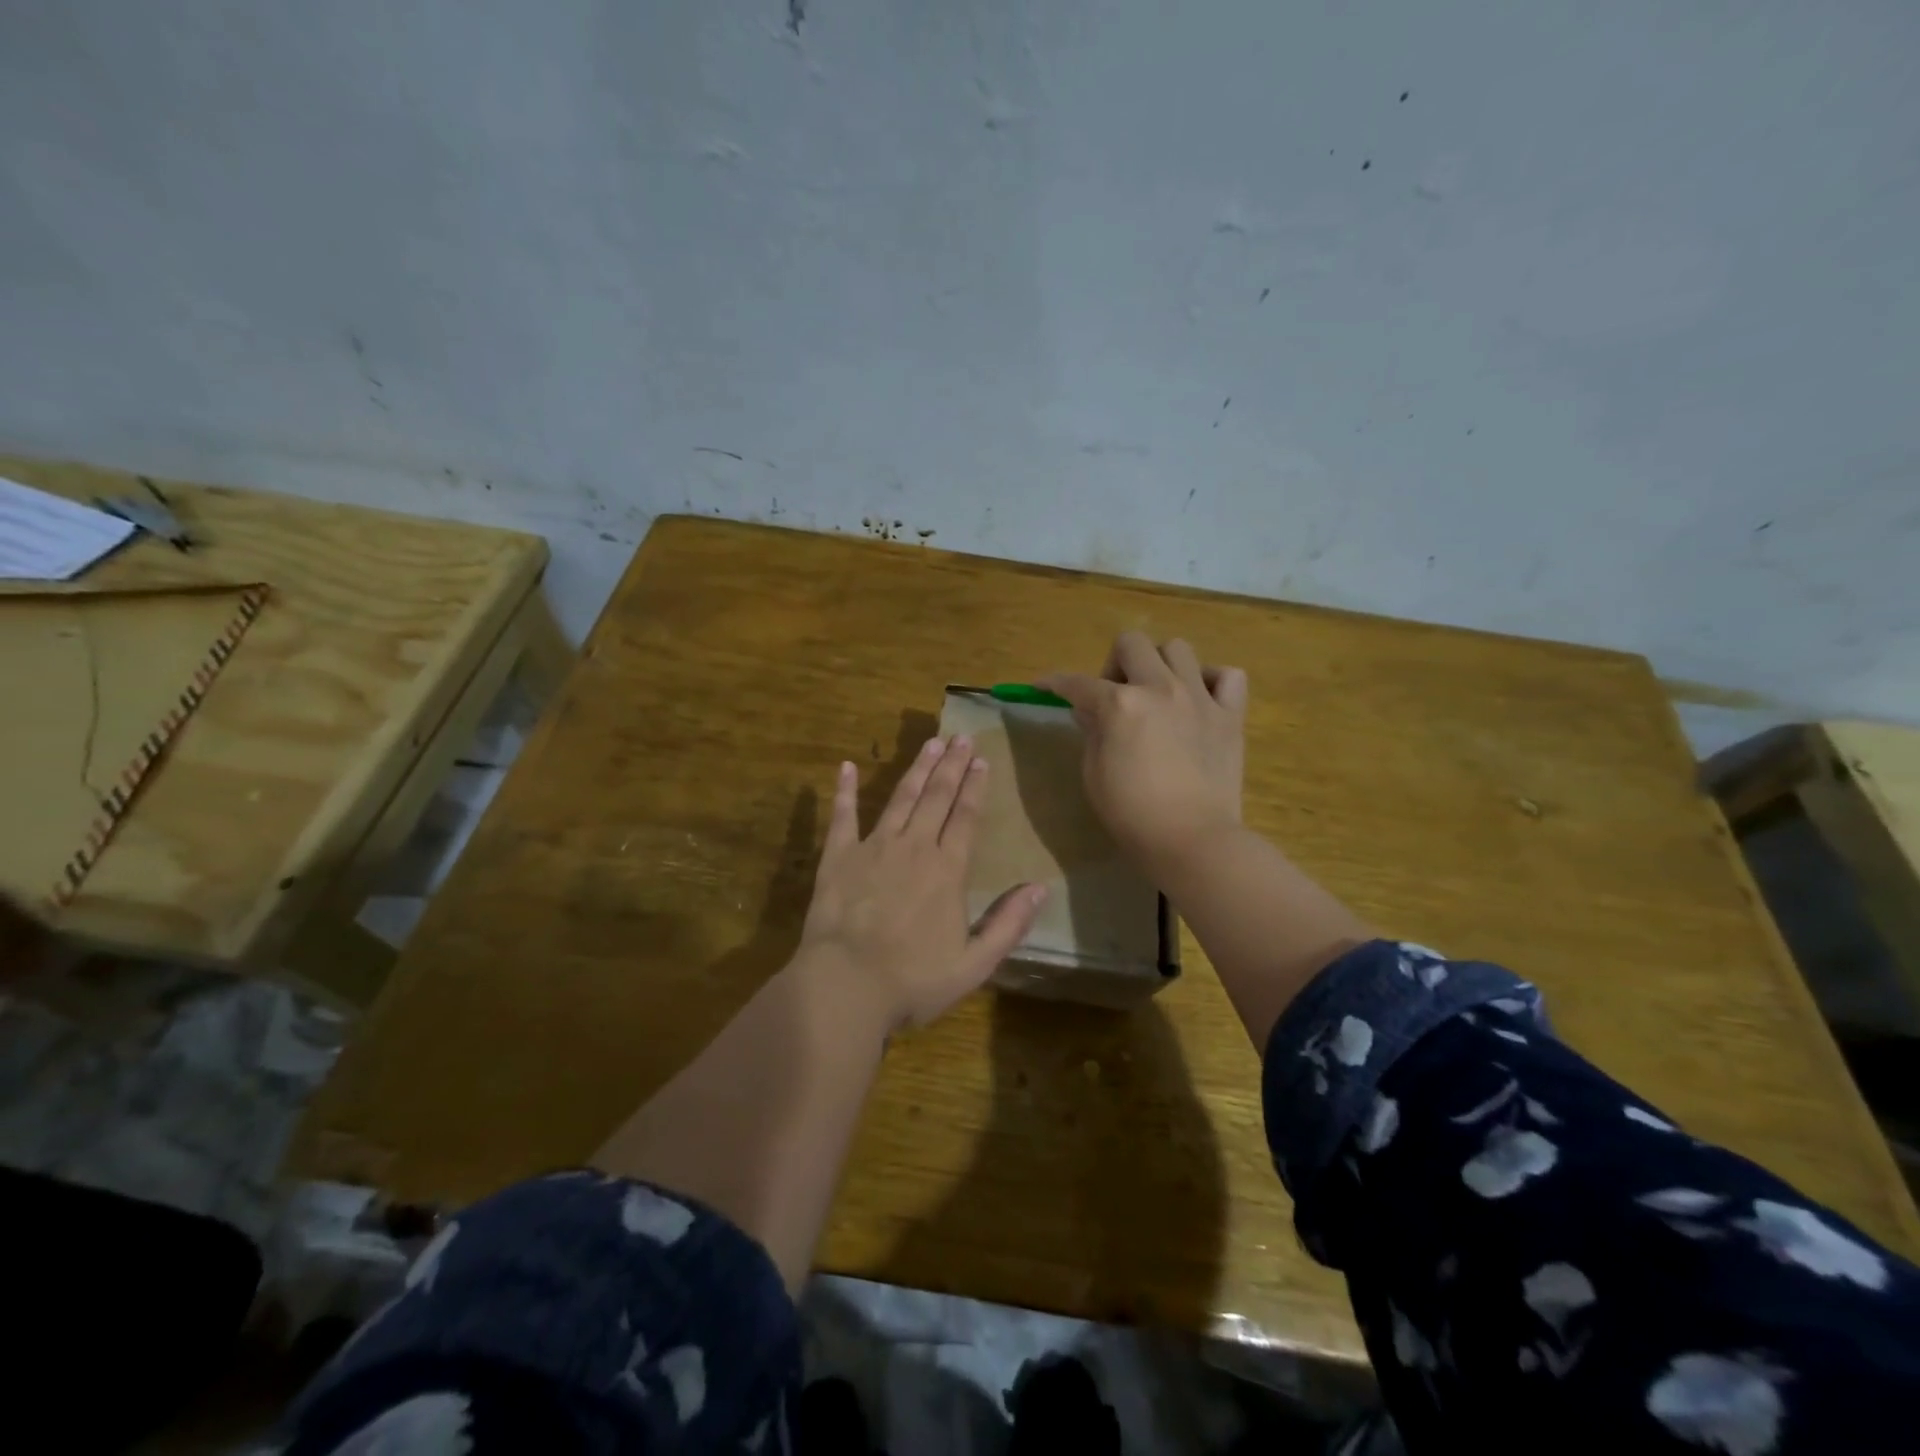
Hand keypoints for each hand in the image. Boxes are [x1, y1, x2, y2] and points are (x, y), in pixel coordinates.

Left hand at [797, 736, 1047, 1030]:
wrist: (845, 986)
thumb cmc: (913, 980)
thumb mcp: (974, 964)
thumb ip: (1008, 924)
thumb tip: (1040, 888)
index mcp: (947, 870)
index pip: (966, 817)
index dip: (975, 787)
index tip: (982, 759)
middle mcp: (914, 847)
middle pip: (936, 797)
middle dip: (952, 766)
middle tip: (961, 737)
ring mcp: (873, 847)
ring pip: (900, 798)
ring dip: (917, 769)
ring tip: (931, 744)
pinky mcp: (838, 857)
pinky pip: (843, 816)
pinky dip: (845, 790)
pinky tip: (847, 766)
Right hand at [1039, 631, 1248, 872]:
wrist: (1192, 840)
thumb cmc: (1132, 814)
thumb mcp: (1093, 774)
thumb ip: (1091, 732)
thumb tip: (1089, 709)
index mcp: (1120, 704)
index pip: (1077, 683)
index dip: (1054, 683)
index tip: (1043, 686)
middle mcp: (1159, 688)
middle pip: (1131, 643)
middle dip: (1114, 664)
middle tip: (1115, 697)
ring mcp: (1199, 698)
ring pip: (1179, 648)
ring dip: (1160, 665)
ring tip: (1158, 695)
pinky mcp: (1230, 715)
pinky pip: (1229, 676)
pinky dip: (1211, 681)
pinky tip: (1199, 702)